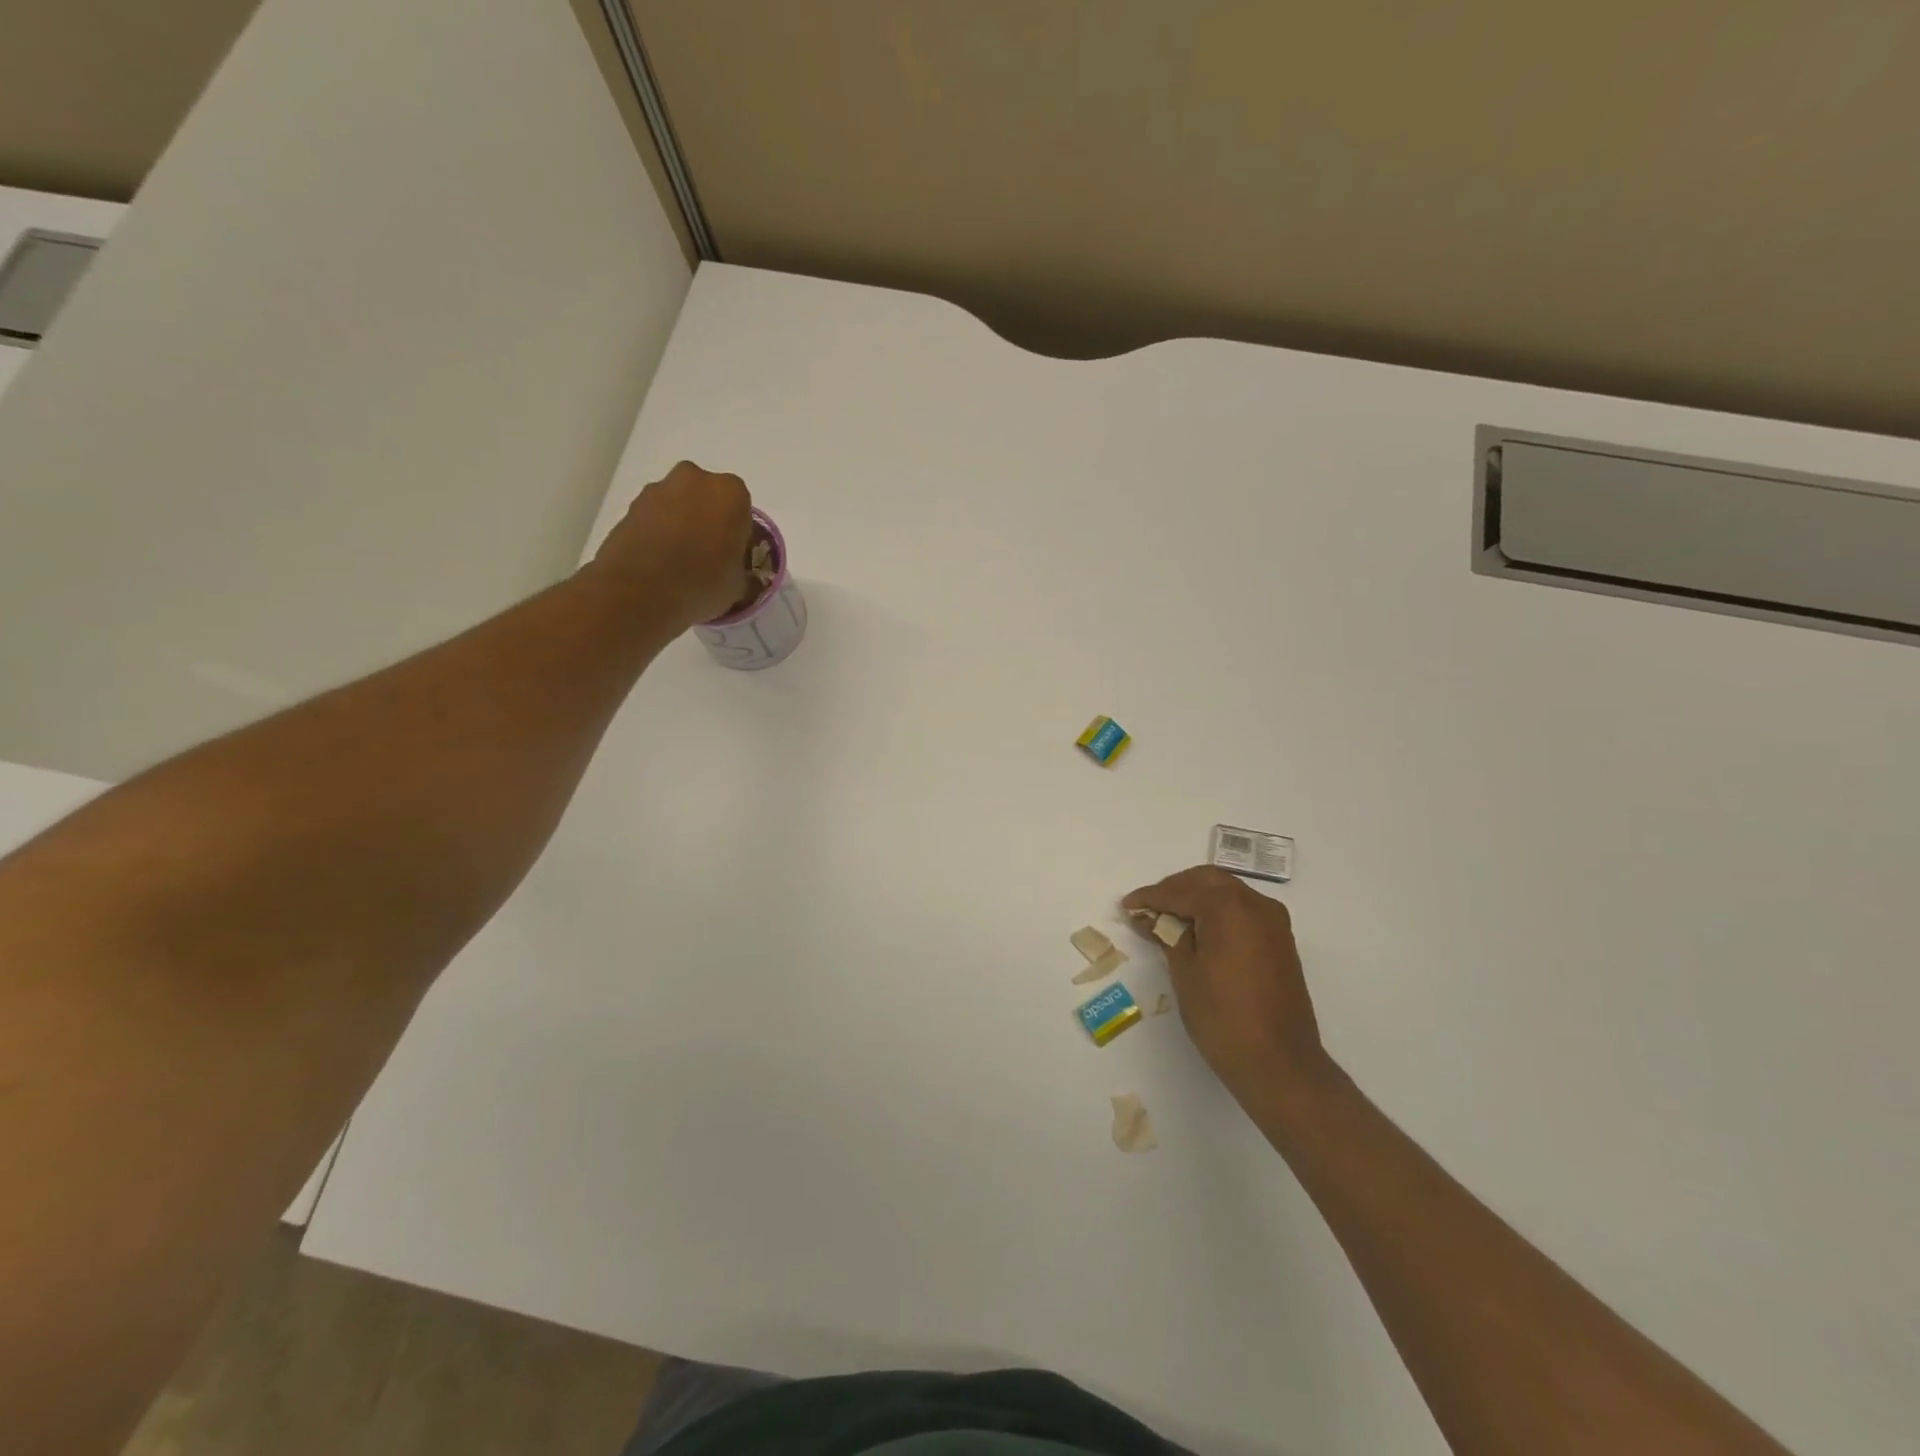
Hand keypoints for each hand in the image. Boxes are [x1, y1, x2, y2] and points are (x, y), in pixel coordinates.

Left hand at [590, 462, 753, 627]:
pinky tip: (658, 562)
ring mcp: (658, 489)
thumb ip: (743, 571)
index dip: (739, 536)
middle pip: (708, 500)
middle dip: (709, 522)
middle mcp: (695, 479)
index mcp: (731, 493)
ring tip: (679, 562)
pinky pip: (654, 517)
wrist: (640, 591)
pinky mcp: (630, 505)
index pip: (743, 511)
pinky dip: (658, 532)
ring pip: (679, 505)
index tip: (733, 557)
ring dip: (682, 525)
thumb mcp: (739, 585)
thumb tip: (740, 574)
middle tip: (707, 556)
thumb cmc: (703, 583)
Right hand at [1123, 866, 1328, 1099]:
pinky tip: (1198, 932)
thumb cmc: (1222, 1017)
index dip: (1151, 897)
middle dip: (1175, 889)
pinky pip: (1243, 911)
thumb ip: (1168, 935)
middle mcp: (1256, 904)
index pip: (1181, 891)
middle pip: (1208, 881)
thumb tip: (1151, 918)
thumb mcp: (1185, 972)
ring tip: (1169, 920)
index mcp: (1229, 907)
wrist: (1279, 1064)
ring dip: (1197, 898)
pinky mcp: (1280, 941)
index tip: (1127, 906)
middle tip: (1149, 909)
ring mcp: (1273, 922)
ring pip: (1228, 893)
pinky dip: (1218, 912)